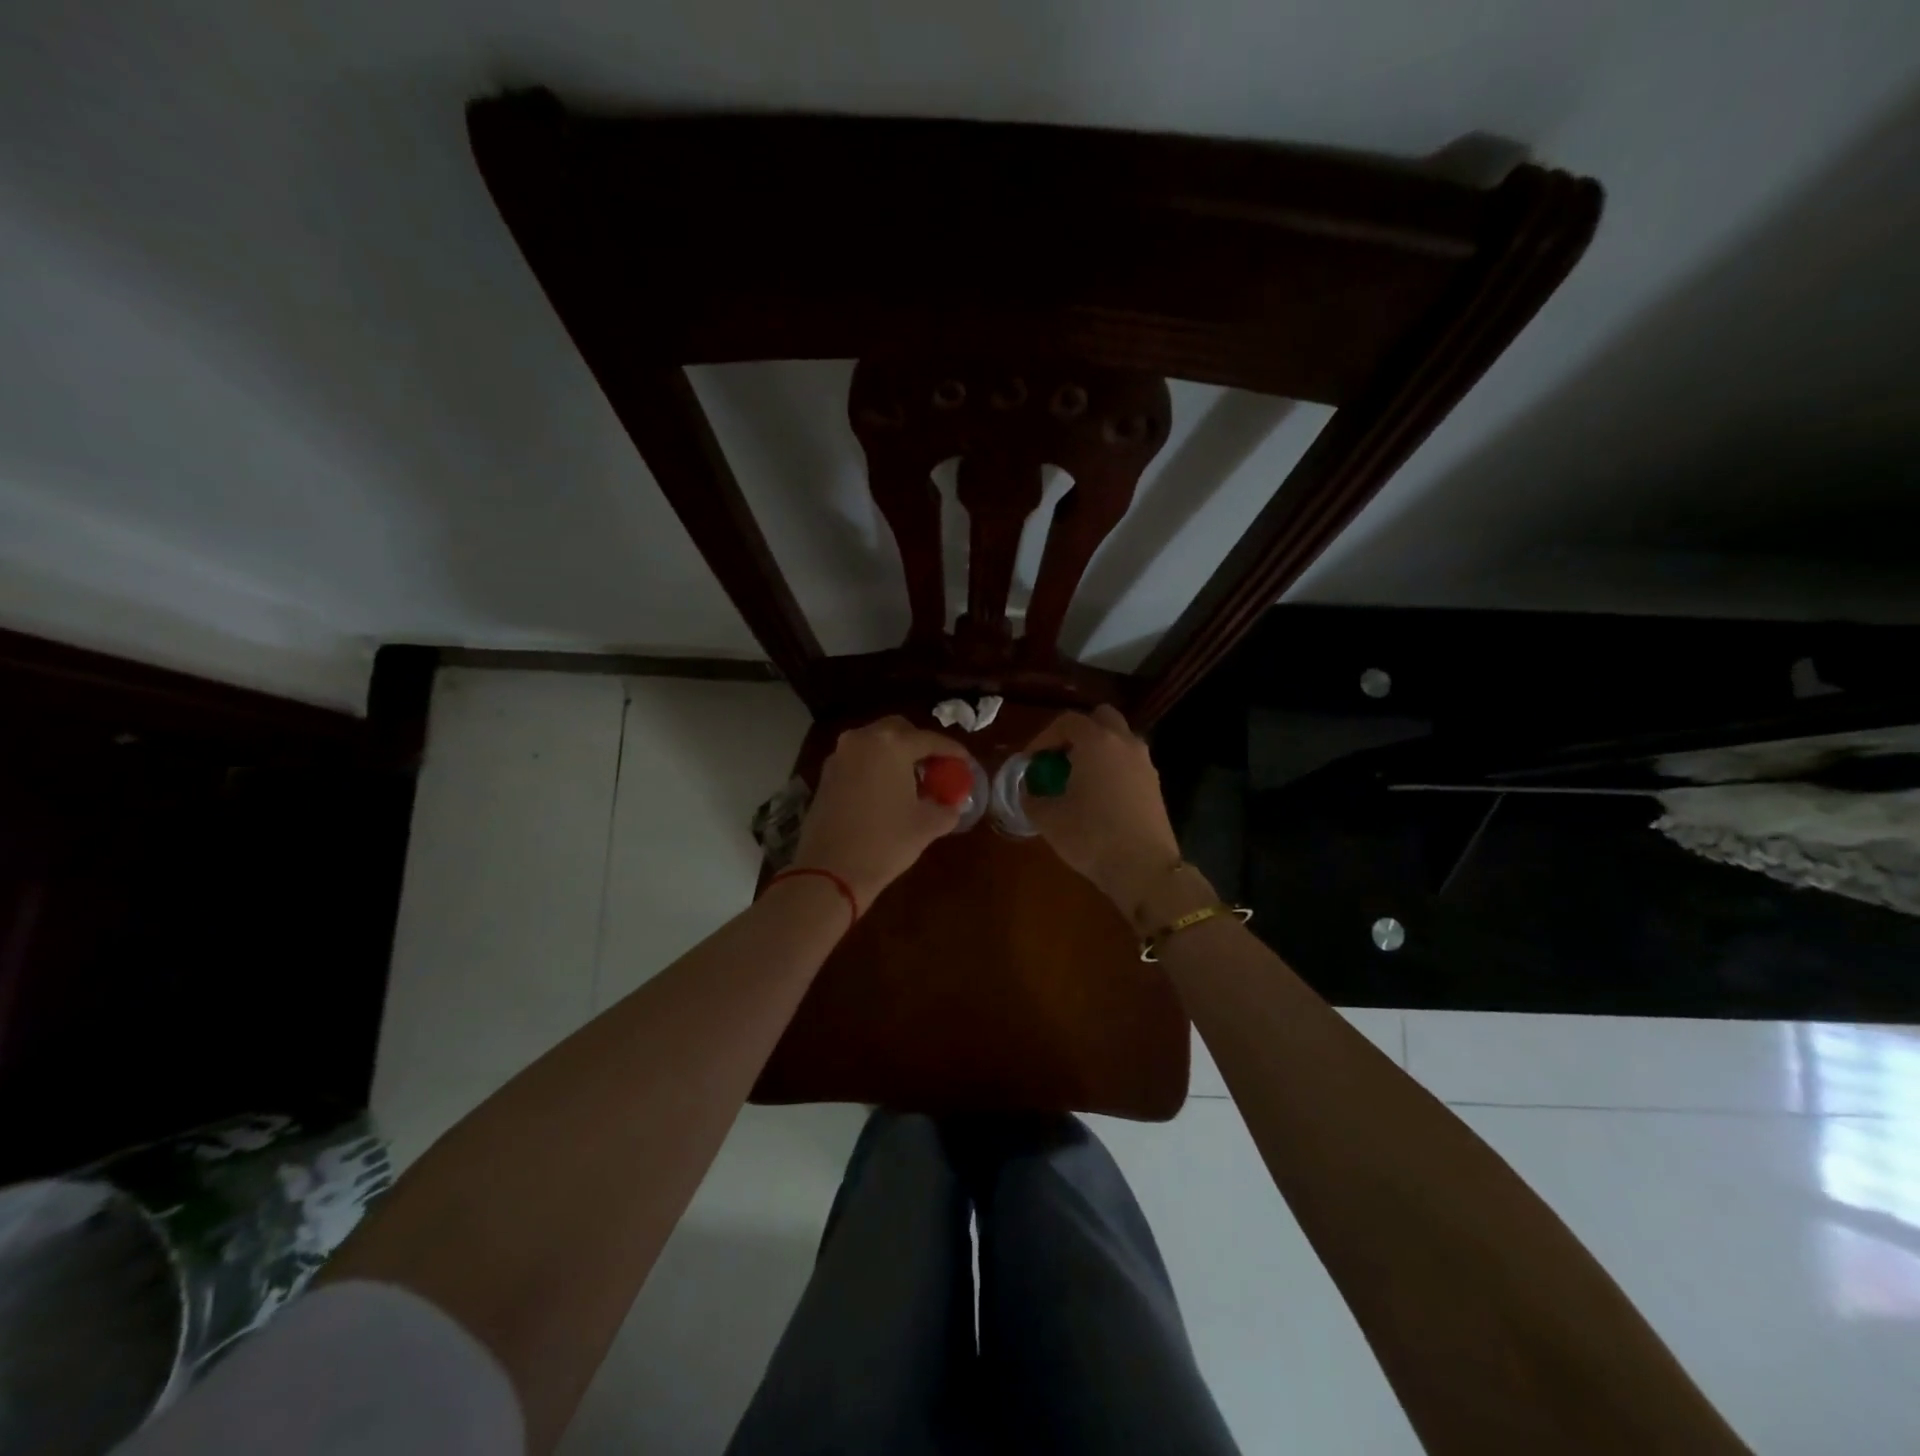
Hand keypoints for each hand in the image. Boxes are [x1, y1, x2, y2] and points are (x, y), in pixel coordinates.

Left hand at [791, 716, 964, 910]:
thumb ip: (946, 808)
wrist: (830, 871)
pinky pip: (858, 759)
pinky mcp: (826, 775)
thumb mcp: (926, 825)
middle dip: (919, 744)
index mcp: (892, 744)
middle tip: (936, 766)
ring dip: (895, 754)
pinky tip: (887, 790)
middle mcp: (862, 739)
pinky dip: (876, 766)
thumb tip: (952, 804)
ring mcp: (840, 755)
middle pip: (898, 730)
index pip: (930, 740)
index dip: (952, 751)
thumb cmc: (885, 842)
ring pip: (875, 743)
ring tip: (913, 779)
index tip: (966, 762)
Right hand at [1022, 705, 1183, 923]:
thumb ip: (1032, 797)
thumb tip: (1028, 789)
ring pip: (1118, 740)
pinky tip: (1098, 795)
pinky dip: (1112, 767)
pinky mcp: (1154, 784)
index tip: (1031, 761)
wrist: (1144, 869)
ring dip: (1097, 749)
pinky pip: (1128, 761)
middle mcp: (1124, 743)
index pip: (1067, 722)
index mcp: (1096, 742)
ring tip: (1077, 778)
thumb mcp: (1049, 819)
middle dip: (1076, 733)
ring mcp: (1144, 762)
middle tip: (1058, 758)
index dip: (1044, 737)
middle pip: (1100, 718)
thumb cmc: (1091, 836)